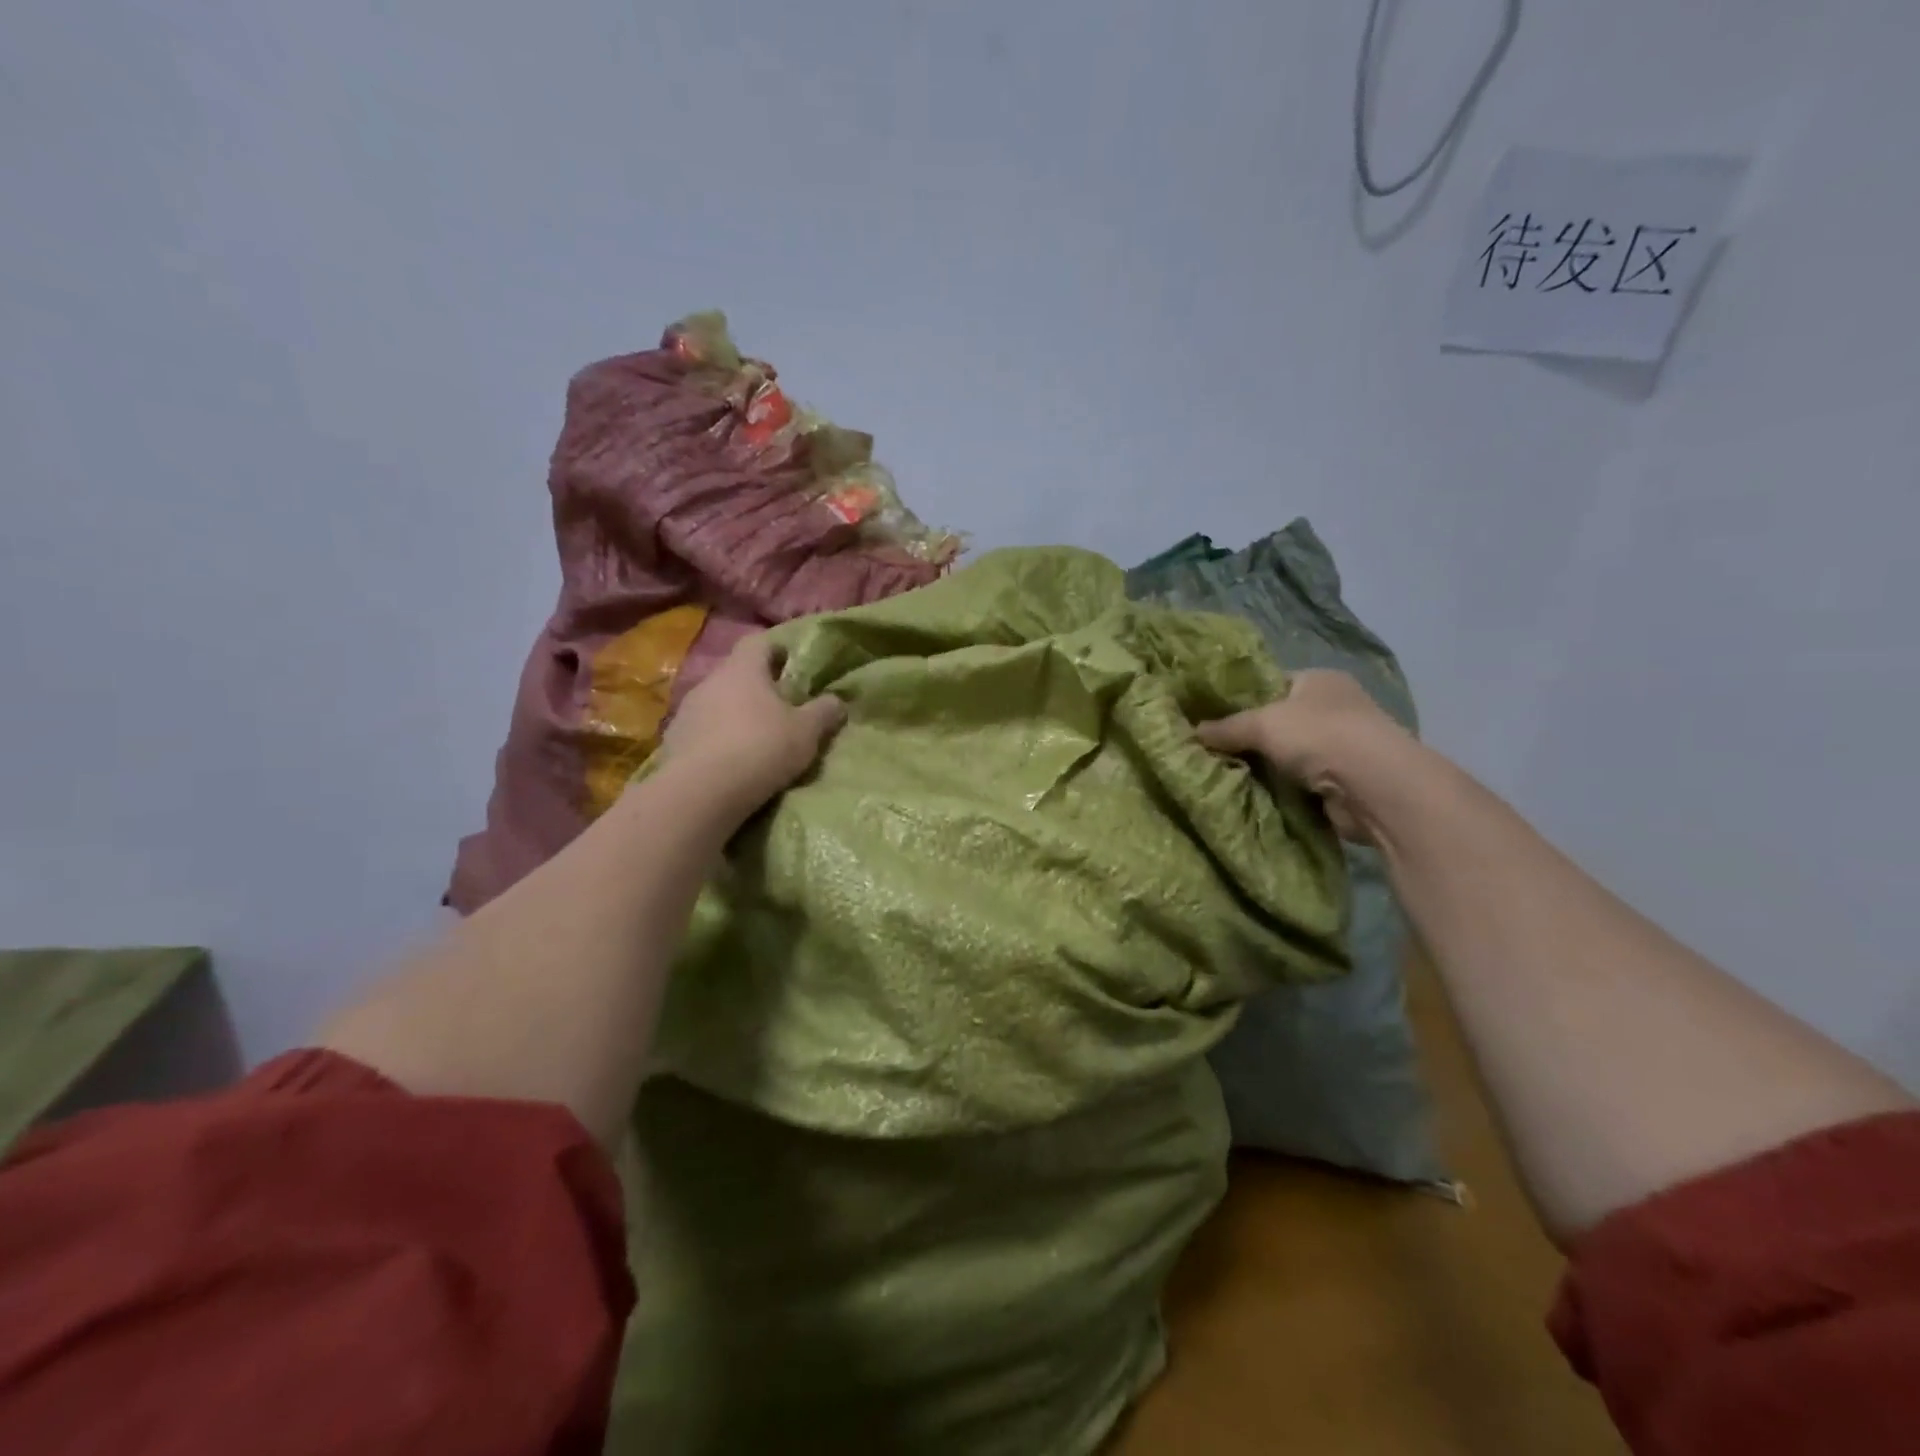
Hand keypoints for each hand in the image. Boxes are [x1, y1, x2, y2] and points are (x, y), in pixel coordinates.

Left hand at [661, 634, 846, 818]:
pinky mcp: (673, 741)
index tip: (792, 664)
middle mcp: (710, 681)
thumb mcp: (807, 732)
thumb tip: (837, 701)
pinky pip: (701, 731)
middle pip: (736, 674)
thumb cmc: (761, 747)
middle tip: (780, 706)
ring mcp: (687, 710)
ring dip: (734, 714)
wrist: (702, 791)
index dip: (777, 649)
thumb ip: (824, 712)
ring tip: (755, 738)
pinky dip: (716, 739)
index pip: (758, 642)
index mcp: (743, 669)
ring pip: (717, 703)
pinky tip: (730, 761)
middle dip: (757, 686)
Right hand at [1197, 670, 1423, 843]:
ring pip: (1287, 754)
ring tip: (1224, 774)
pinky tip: (1253, 794)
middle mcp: (1334, 707)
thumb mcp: (1262, 723)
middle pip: (1278, 721)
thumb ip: (1226, 727)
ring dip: (1264, 766)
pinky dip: (1281, 789)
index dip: (1241, 699)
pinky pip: (1299, 782)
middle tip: (1210, 750)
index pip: (1271, 685)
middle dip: (1248, 738)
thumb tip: (1192, 733)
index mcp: (1319, 680)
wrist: (1375, 787)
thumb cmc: (1319, 736)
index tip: (1209, 717)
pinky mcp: (1343, 781)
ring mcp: (1342, 745)